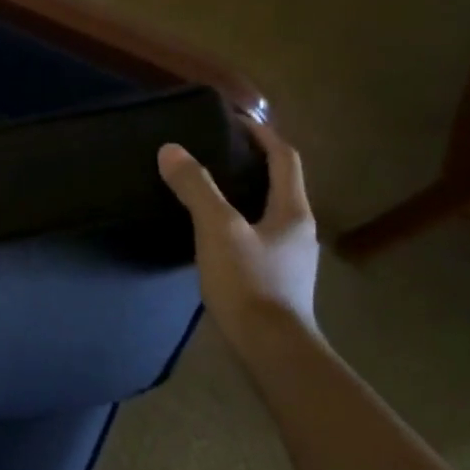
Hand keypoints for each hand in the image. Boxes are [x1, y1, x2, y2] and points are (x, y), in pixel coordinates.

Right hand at [157, 117, 319, 343]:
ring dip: (243, 193)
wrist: (272, 350)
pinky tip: (211, 233)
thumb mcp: (217, 229)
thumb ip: (196, 188)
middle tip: (213, 151)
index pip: (284, 158)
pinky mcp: (275, 280)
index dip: (261, 134)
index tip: (233, 119)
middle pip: (278, 184)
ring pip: (267, 212)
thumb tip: (171, 149)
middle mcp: (298, 230)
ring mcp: (289, 257)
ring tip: (207, 188)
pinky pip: (257, 237)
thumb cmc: (249, 284)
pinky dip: (237, 222)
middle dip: (250, 163)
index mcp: (293, 211)